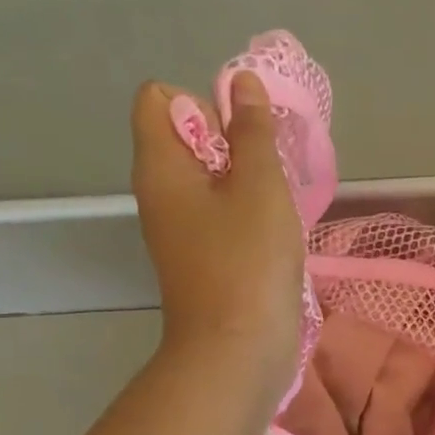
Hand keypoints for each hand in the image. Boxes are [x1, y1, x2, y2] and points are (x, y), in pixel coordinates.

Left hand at [131, 72, 304, 407]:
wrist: (237, 352)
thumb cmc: (248, 262)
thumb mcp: (259, 187)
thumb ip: (252, 132)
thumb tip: (241, 82)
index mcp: (160, 167)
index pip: (159, 98)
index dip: (201, 102)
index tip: (240, 135)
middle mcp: (159, 192)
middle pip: (186, 136)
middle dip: (231, 140)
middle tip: (267, 172)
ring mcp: (179, 229)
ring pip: (208, 177)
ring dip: (245, 178)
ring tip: (275, 203)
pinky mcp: (201, 257)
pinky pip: (218, 212)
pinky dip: (246, 210)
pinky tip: (273, 232)